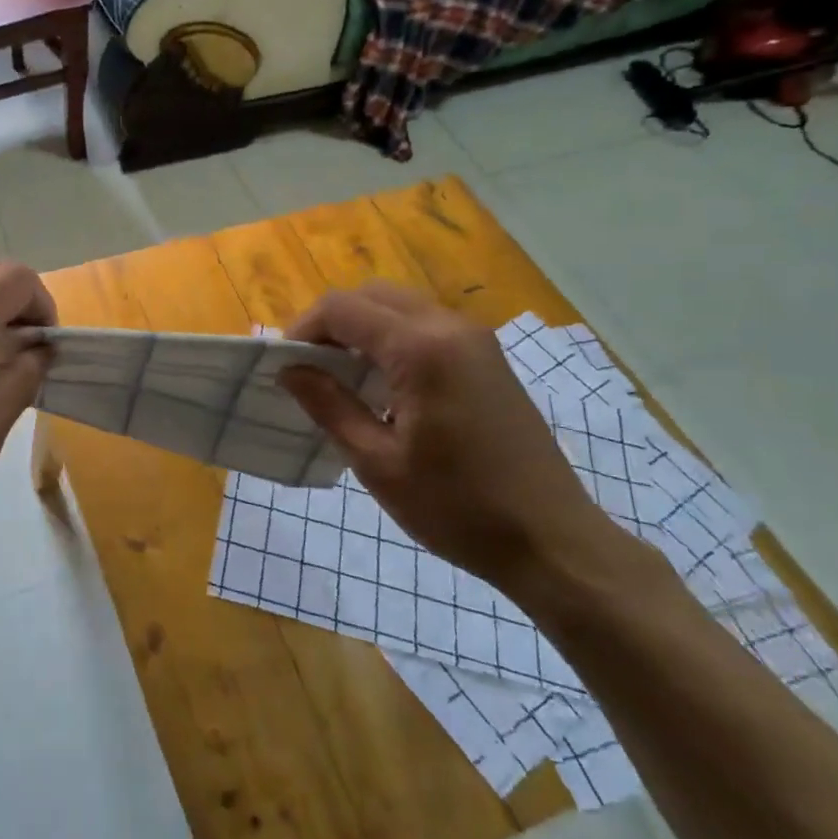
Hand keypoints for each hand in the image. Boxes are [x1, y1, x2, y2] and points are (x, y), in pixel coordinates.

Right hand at [280, 283, 615, 596]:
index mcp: (421, 348)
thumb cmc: (458, 507)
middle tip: (309, 368)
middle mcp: (450, 327)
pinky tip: (384, 385)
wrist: (553, 542)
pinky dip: (392, 339)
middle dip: (331, 323)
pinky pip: (426, 326)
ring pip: (400, 306)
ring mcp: (476, 341)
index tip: (284, 366)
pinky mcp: (488, 359)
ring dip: (362, 329)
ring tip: (340, 377)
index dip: (302, 329)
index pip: (342, 309)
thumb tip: (289, 370)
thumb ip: (329, 405)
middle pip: (371, 296)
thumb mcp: (377, 462)